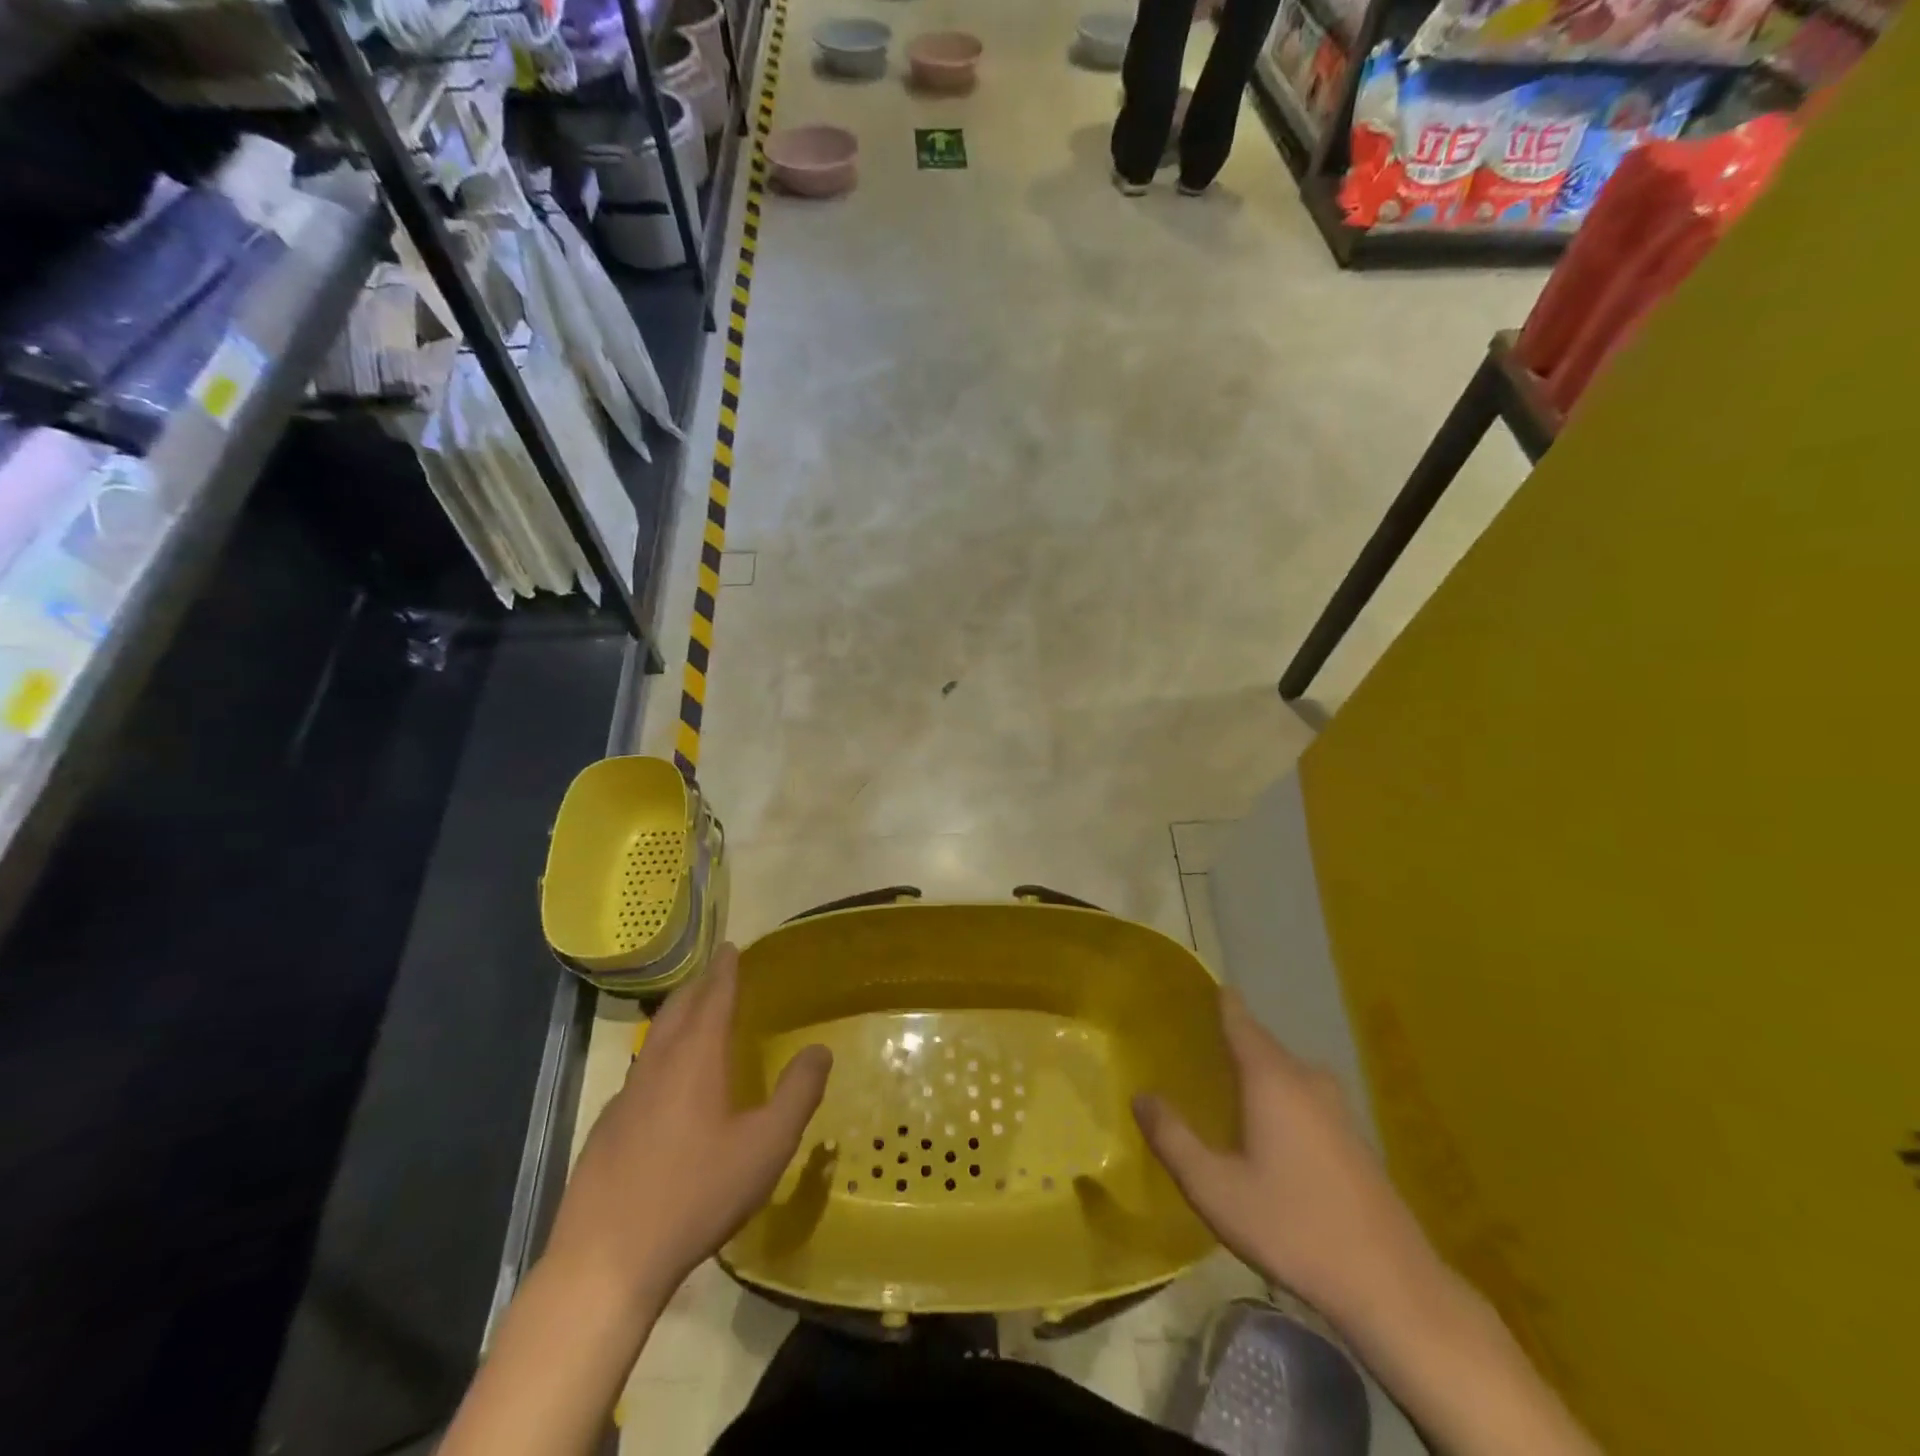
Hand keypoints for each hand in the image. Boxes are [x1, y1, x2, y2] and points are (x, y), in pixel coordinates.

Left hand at [546, 943, 831, 1313]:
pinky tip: (665, 1084)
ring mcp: (625, 1097)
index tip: (730, 947)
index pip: (713, 997)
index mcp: (695, 1058)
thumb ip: (798, 1093)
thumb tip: (819, 1050)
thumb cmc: (696, 1194)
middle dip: (698, 985)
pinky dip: (659, 1056)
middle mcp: (657, 1065)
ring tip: (693, 1016)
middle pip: (677, 1009)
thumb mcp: (766, 1146)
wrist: (606, 1260)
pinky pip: (639, 1072)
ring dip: (676, 1018)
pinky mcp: (606, 1129)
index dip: (725, 970)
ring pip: (654, 1040)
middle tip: (715, 971)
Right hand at [1133, 988, 1435, 1333]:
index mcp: (1272, 1079)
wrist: (1391, 1286)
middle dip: (1235, 1039)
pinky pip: (1306, 1098)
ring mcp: (1338, 1109)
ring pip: (1288, 1074)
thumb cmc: (1293, 1227)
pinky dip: (1282, 1097)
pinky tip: (1270, 1128)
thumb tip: (1140, 1096)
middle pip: (1264, 1046)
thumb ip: (1173, 1139)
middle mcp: (1307, 1081)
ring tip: (1228, 1083)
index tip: (1206, 985)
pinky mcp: (1355, 1139)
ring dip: (1260, 1071)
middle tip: (1199, 1042)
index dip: (1223, 1002)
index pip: (1241, 1022)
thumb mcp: (1215, 1189)